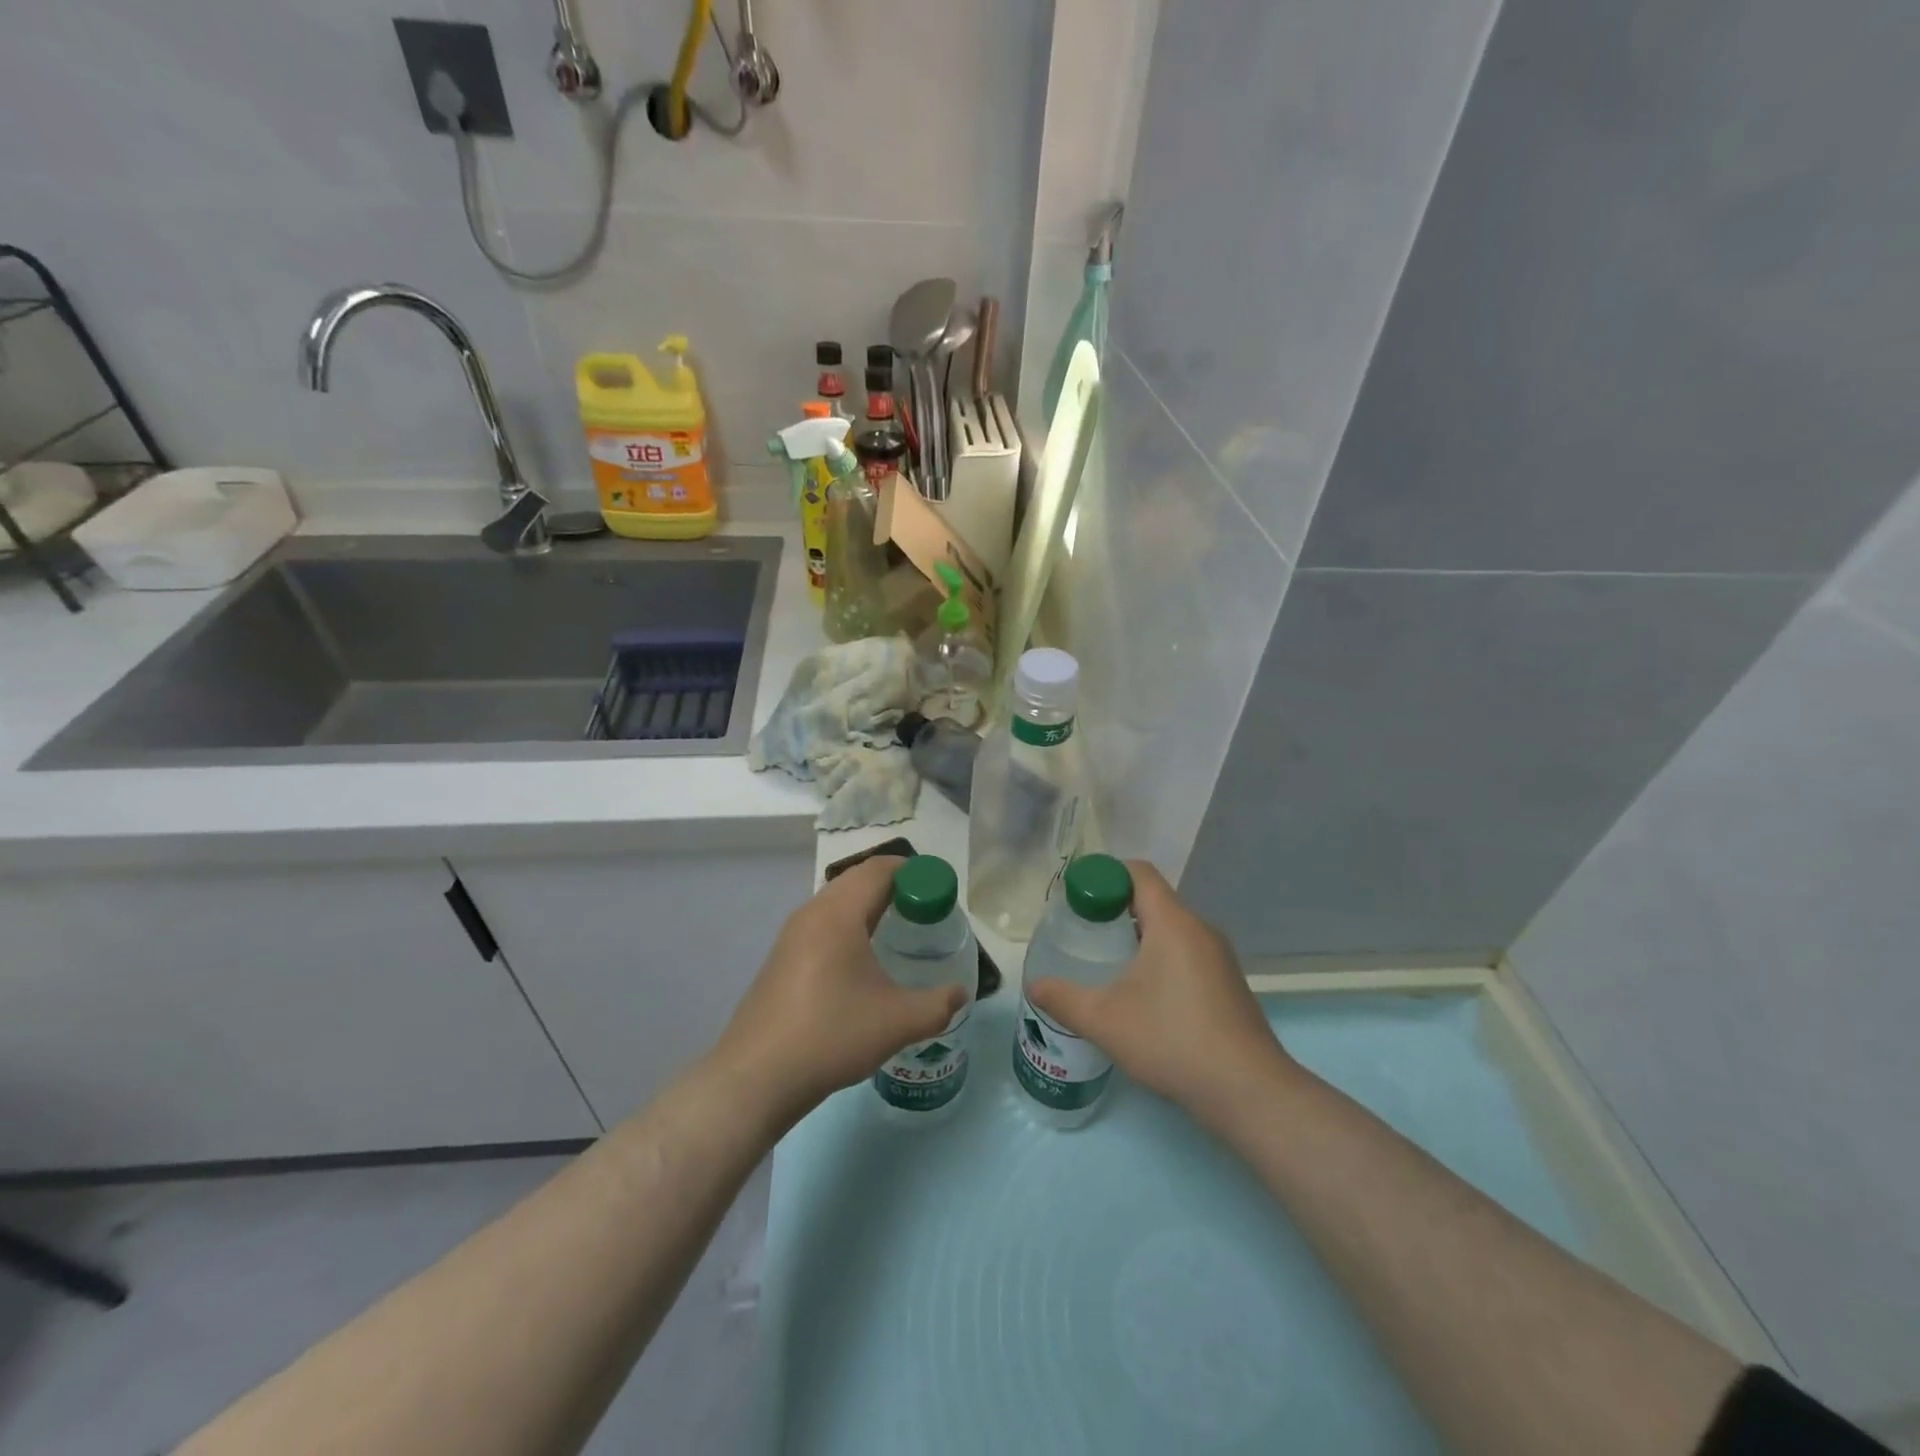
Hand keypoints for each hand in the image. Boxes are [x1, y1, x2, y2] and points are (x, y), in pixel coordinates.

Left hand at [712, 856, 966, 1124]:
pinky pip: (823, 924)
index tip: (940, 893)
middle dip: (895, 887)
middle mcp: (812, 913)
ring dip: (870, 906)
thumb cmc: (831, 1035)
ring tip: (899, 933)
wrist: (756, 1077)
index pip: (880, 869)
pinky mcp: (782, 958)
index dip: (915, 872)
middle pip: (858, 880)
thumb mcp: (898, 1022)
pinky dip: (850, 926)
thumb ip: (938, 1004)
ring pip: (838, 902)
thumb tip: (960, 994)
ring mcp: (791, 935)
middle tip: (926, 912)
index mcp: (839, 913)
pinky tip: (863, 963)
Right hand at [1026, 861, 1295, 1124]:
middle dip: (1115, 909)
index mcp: (1173, 922)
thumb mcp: (1104, 1019)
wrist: (1247, 1091)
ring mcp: (1219, 958)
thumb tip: (1034, 985)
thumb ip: (1063, 999)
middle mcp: (1200, 930)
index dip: (1104, 876)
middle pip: (1153, 900)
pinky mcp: (1227, 985)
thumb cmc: (1172, 1040)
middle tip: (1083, 932)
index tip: (1076, 898)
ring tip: (1106, 963)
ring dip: (1138, 936)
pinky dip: (1159, 958)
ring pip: (1170, 929)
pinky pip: (1186, 953)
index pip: (1138, 873)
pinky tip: (1141, 995)